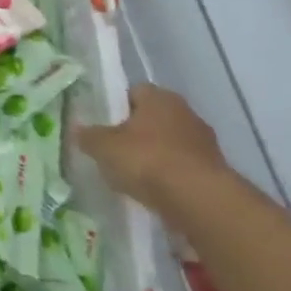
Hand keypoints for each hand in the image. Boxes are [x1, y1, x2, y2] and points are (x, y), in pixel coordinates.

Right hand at [75, 85, 227, 204]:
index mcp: (159, 98)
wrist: (199, 199)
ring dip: (155, 154)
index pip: (134, 91)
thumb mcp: (104, 147)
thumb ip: (88, 136)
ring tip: (133, 174)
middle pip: (153, 117)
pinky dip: (169, 174)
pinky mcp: (213, 169)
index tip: (103, 124)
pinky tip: (154, 190)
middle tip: (114, 149)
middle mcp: (185, 112)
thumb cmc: (147, 160)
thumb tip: (77, 128)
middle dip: (135, 131)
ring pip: (170, 142)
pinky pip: (182, 165)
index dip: (117, 105)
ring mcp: (203, 141)